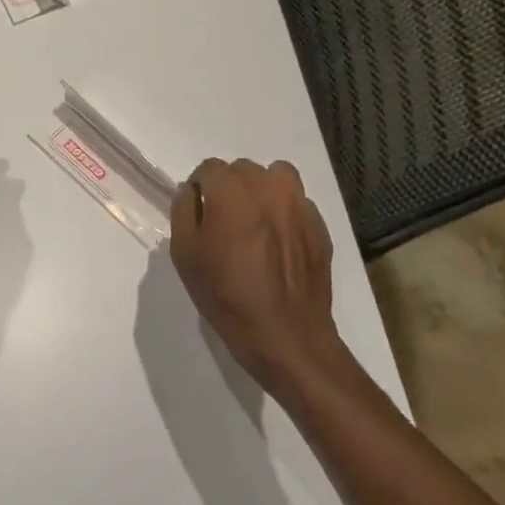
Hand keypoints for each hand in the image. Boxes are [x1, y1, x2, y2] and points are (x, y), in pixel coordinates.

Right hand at [170, 158, 354, 393]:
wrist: (285, 336)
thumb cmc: (226, 296)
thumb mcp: (186, 256)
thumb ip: (184, 212)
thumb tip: (190, 192)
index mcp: (232, 194)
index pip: (209, 168)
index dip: (199, 188)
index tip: (198, 213)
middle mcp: (269, 189)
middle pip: (243, 169)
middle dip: (229, 188)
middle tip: (223, 222)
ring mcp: (300, 206)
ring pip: (276, 176)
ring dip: (261, 190)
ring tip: (254, 222)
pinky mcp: (320, 226)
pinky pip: (297, 203)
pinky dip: (284, 212)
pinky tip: (278, 243)